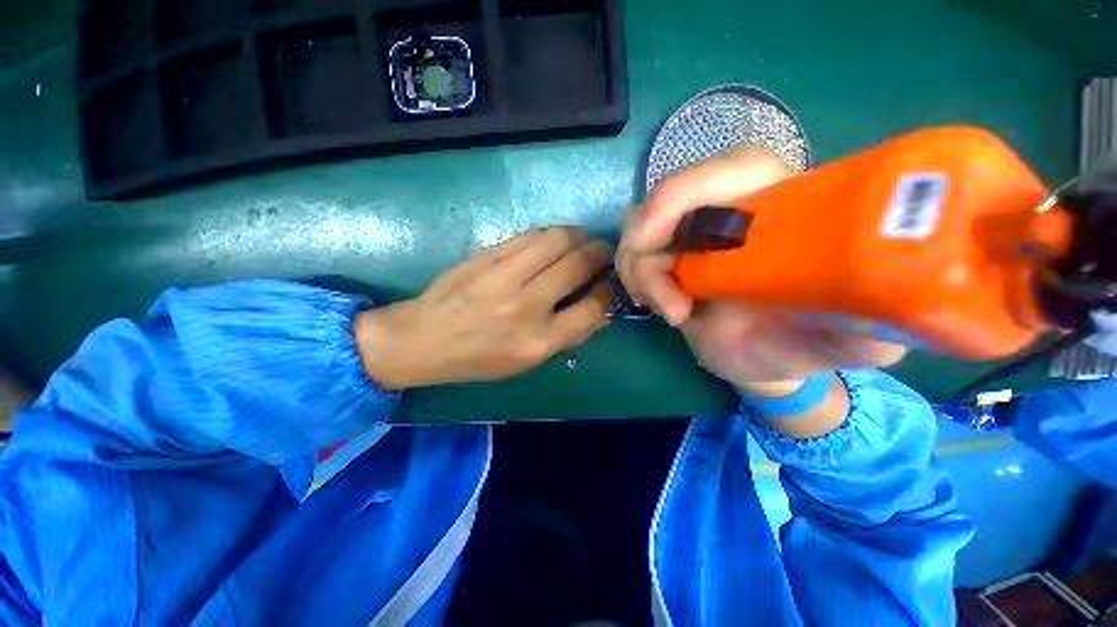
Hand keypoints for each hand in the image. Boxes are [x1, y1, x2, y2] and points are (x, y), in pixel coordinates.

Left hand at [356, 227, 613, 389]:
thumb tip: (602, 308)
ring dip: (579, 236)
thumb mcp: (529, 361)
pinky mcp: (487, 255)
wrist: (424, 339)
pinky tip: (554, 242)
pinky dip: (552, 235)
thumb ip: (568, 334)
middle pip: (579, 264)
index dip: (610, 290)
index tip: (612, 282)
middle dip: (602, 254)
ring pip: (558, 239)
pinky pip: (532, 235)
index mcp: (538, 341)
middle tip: (604, 253)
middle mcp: (526, 306)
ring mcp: (504, 276)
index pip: (593, 307)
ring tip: (582, 242)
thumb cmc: (479, 358)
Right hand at [617, 147, 905, 392]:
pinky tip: (663, 309)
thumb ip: (864, 330)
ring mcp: (692, 232)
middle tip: (666, 302)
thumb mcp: (847, 341)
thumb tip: (876, 321)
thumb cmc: (805, 344)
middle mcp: (732, 209)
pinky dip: (637, 281)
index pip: (734, 168)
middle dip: (649, 244)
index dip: (690, 191)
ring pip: (639, 228)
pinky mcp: (667, 256)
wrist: (764, 357)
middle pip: (667, 197)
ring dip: (641, 271)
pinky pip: (633, 256)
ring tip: (672, 312)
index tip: (668, 246)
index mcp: (783, 206)